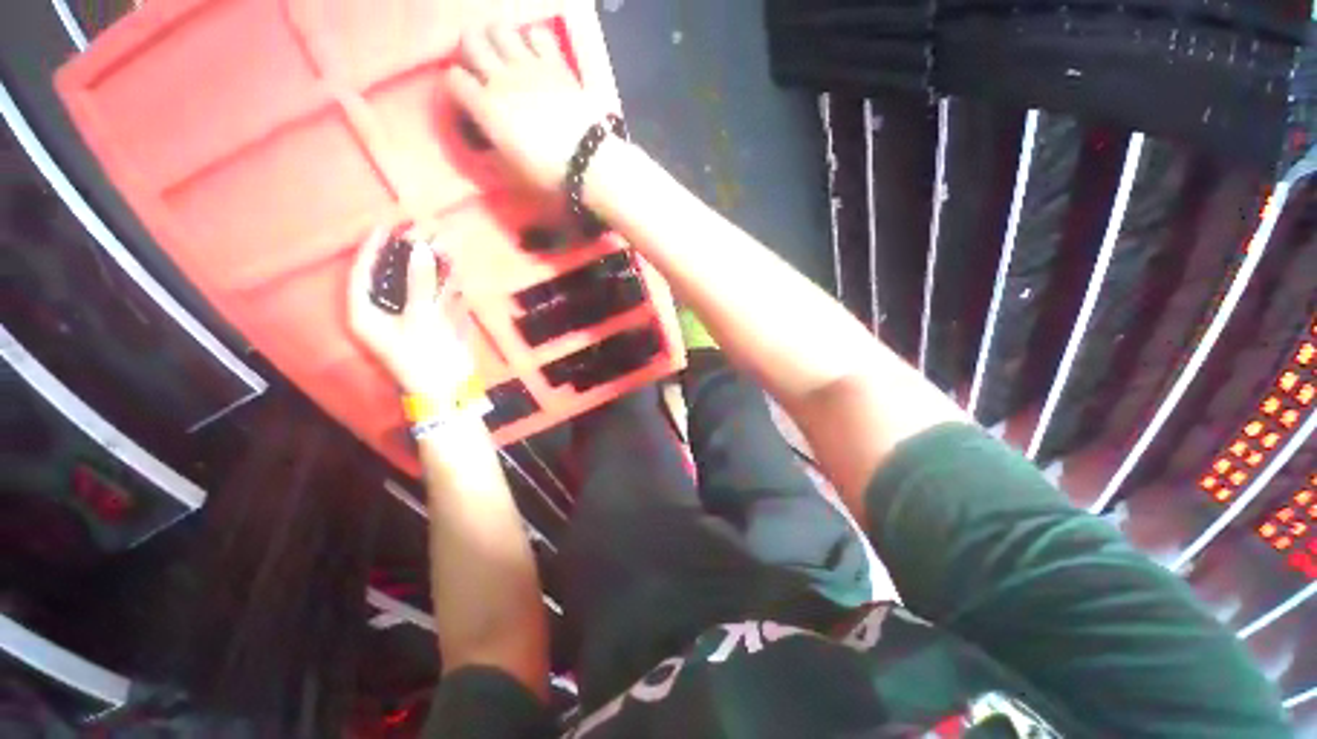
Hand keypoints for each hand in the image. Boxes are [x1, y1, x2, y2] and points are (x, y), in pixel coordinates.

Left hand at [348, 228, 475, 399]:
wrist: (448, 390)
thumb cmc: (422, 358)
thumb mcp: (419, 320)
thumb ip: (419, 284)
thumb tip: (420, 249)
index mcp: (367, 313)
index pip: (363, 272)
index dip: (373, 247)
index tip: (387, 225)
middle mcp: (384, 313)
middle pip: (393, 276)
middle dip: (410, 254)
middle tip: (424, 230)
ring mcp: (409, 319)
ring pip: (417, 286)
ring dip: (432, 268)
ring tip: (445, 246)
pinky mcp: (431, 325)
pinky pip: (435, 299)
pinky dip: (445, 286)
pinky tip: (456, 274)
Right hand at [445, 24, 607, 191]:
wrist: (588, 161)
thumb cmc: (548, 174)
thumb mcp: (513, 173)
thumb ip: (493, 153)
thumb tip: (486, 145)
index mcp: (486, 107)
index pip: (453, 79)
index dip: (456, 86)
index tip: (466, 97)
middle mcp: (501, 78)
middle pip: (470, 40)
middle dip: (471, 51)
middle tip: (483, 68)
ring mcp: (529, 66)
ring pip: (500, 29)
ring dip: (499, 40)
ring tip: (509, 57)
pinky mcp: (556, 63)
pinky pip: (538, 34)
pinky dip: (534, 41)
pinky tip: (538, 56)